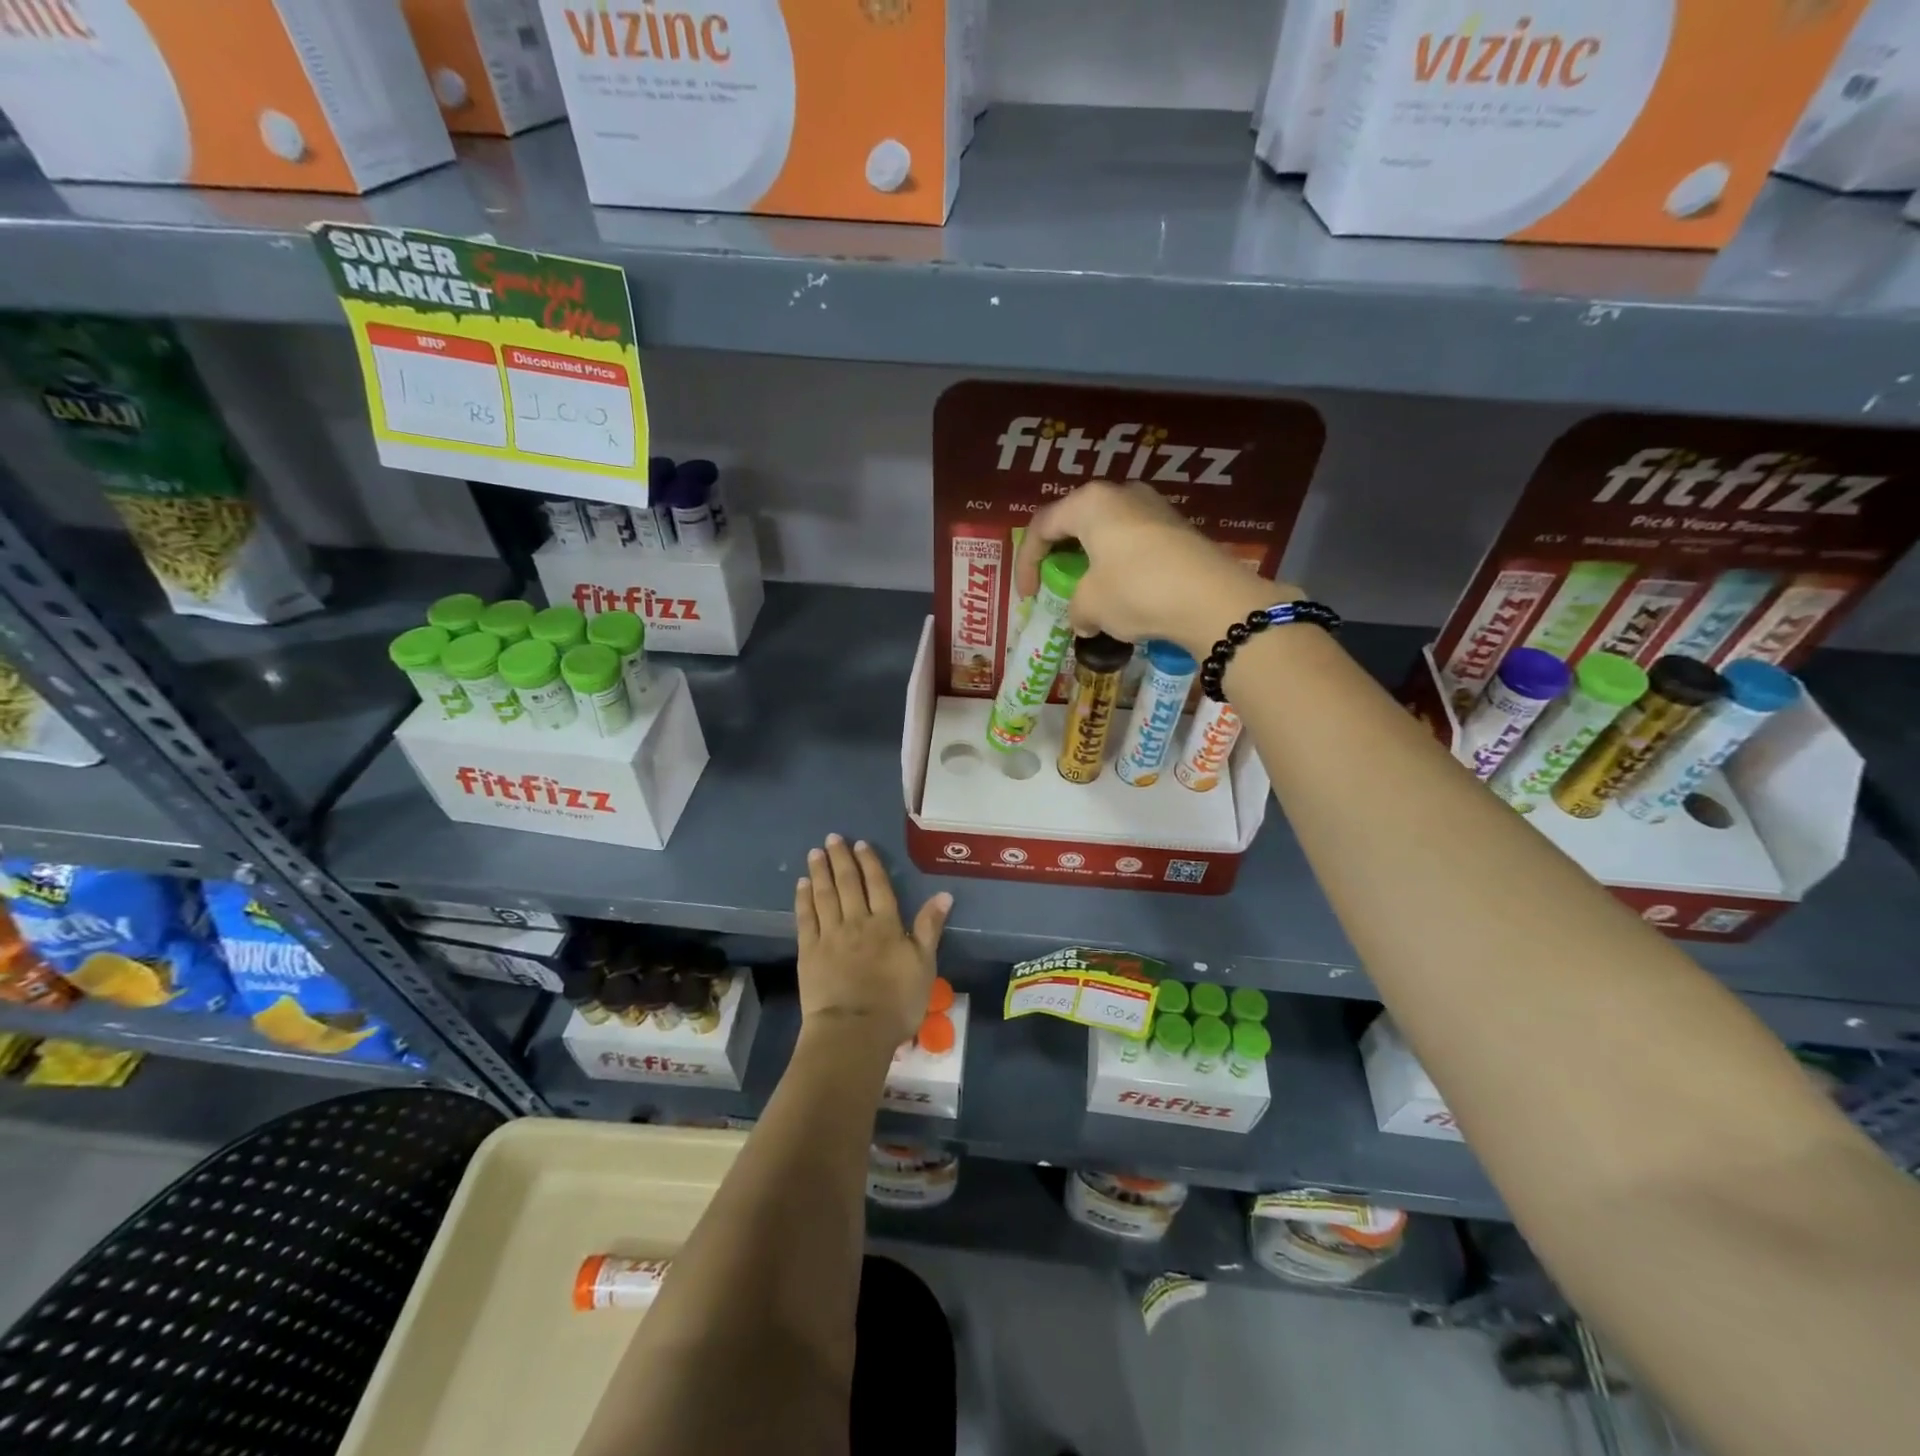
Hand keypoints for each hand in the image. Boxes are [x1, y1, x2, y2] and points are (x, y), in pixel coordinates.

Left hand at [795, 834, 951, 1048]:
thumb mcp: (924, 965)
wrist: (854, 1031)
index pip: (877, 885)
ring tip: (815, 853)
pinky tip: (802, 885)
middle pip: (848, 884)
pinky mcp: (809, 952)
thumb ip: (929, 928)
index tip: (860, 844)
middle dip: (840, 859)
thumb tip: (943, 894)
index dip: (869, 863)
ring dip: (820, 872)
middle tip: (832, 838)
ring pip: (824, 895)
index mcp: (886, 924)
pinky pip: (805, 918)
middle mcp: (856, 922)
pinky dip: (804, 899)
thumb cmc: (896, 1002)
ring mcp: (829, 935)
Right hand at [1013, 481, 1293, 655]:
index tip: (1029, 597)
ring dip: (1092, 563)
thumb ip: (1075, 608)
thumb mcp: (1091, 605)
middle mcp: (1121, 494)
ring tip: (1091, 594)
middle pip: (1076, 522)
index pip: (1042, 526)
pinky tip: (1124, 595)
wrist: (1212, 599)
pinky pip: (1134, 544)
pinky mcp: (1178, 528)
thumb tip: (1084, 618)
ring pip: (1107, 533)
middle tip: (1055, 586)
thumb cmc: (1136, 591)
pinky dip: (1119, 567)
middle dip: (1061, 557)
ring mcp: (1154, 507)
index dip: (1027, 563)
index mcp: (1089, 503)